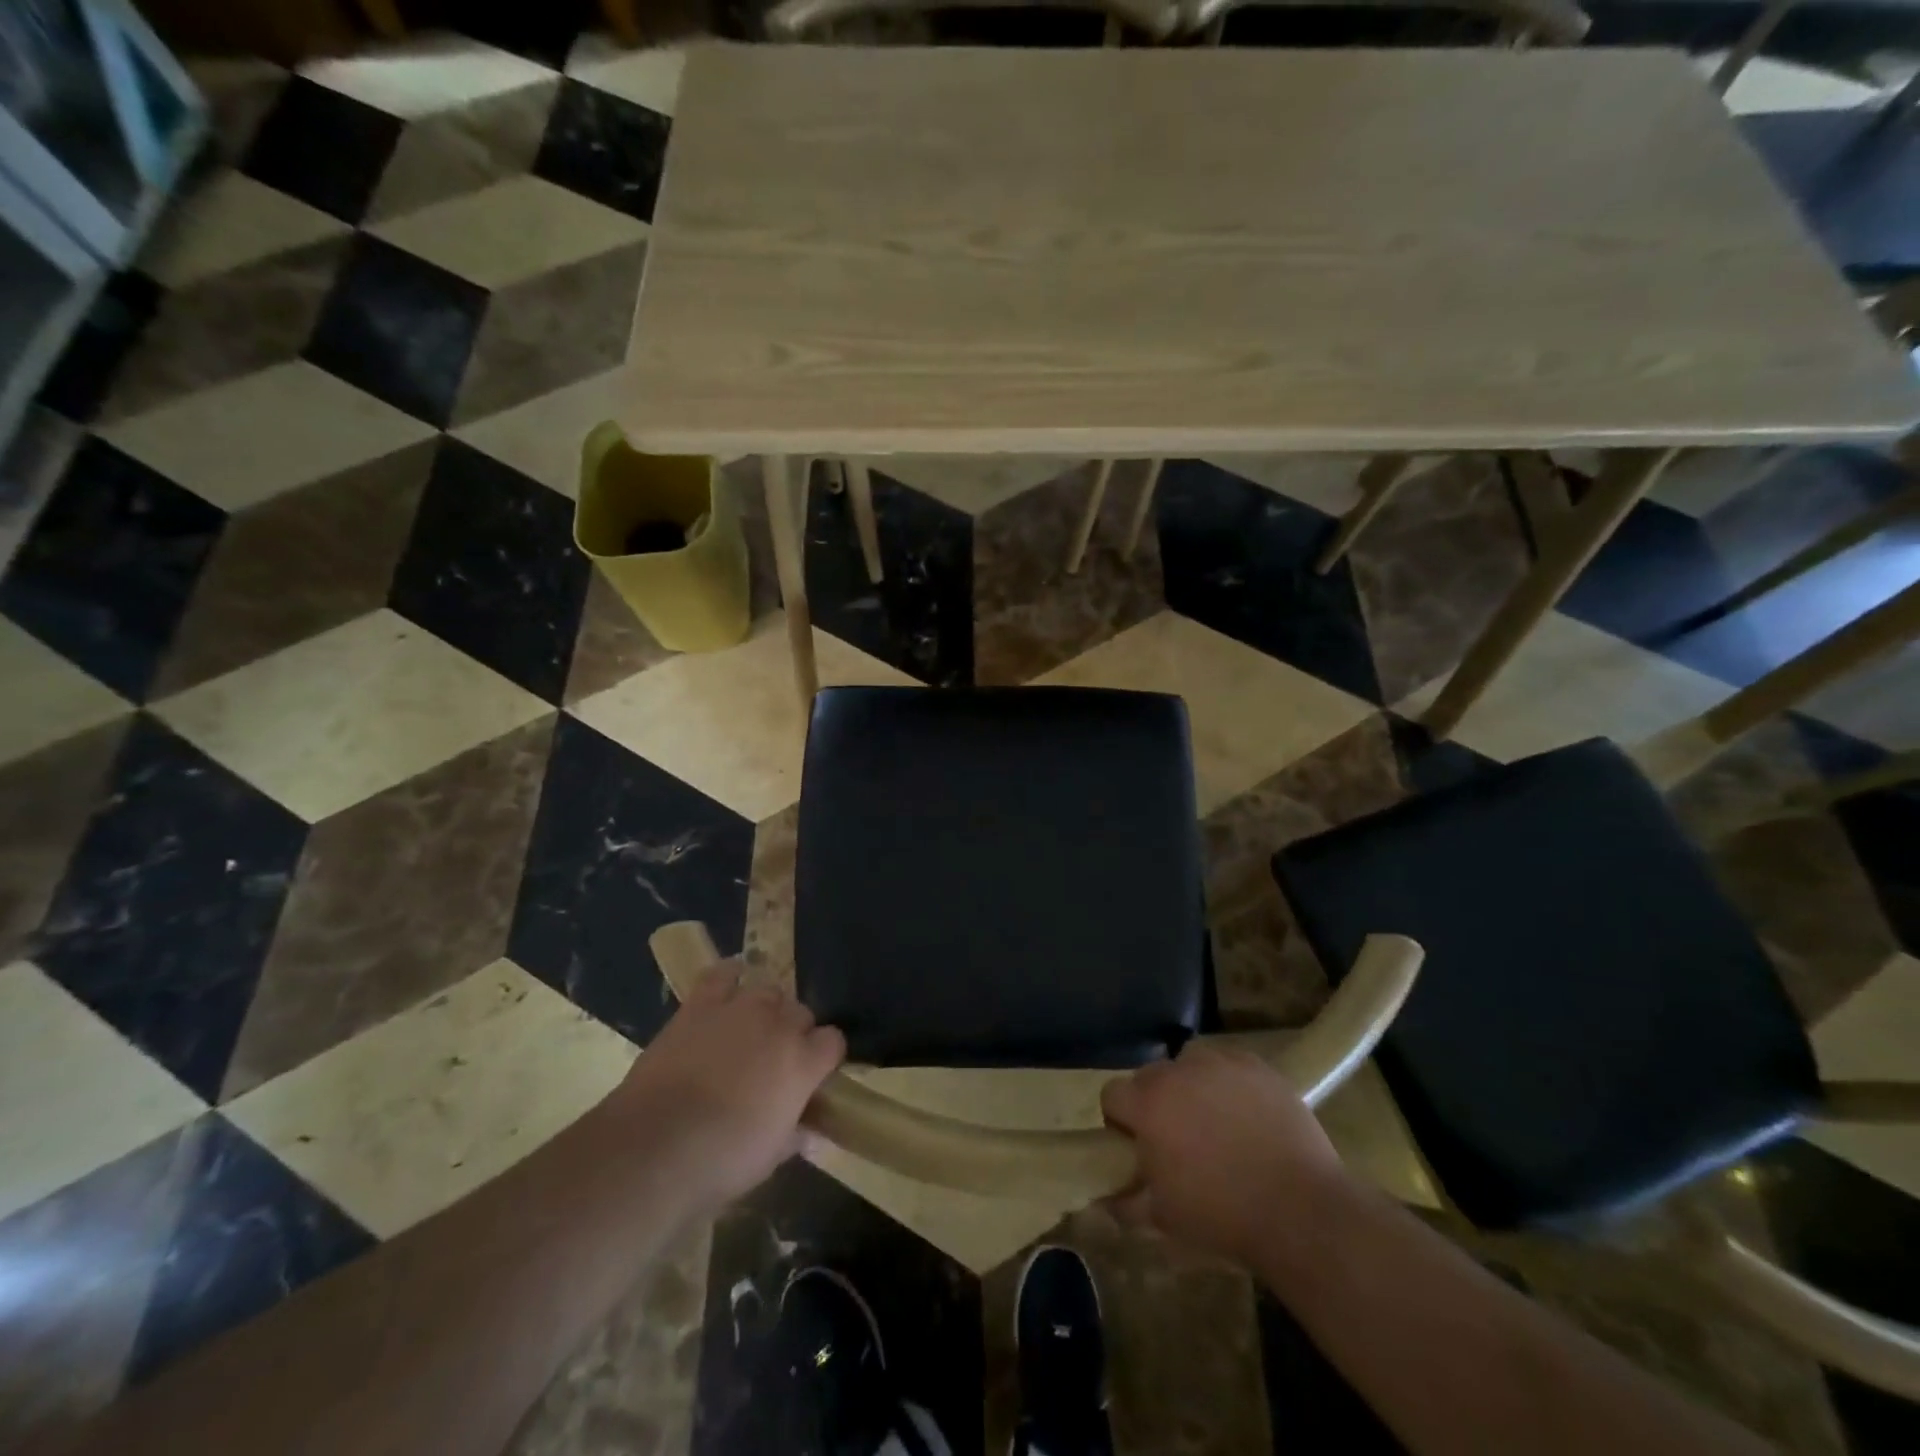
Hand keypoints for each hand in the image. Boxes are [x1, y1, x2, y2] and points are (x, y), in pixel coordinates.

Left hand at [615, 962, 845, 1207]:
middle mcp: (779, 1025)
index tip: (812, 1077)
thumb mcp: (770, 1157)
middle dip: (794, 1033)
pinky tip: (728, 987)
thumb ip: (795, 1134)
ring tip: (749, 1031)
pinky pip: (722, 974)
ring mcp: (739, 1009)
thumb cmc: (721, 1161)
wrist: (654, 1147)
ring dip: (765, 1009)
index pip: (833, 1041)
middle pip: (801, 1012)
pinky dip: (729, 976)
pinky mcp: (700, 1005)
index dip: (823, 1058)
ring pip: (768, 990)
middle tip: (774, 1062)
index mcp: (803, 1061)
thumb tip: (808, 1133)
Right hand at [1101, 1042, 1349, 1267]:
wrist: (1300, 1211)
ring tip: (1214, 1120)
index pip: (1112, 1094)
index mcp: (1147, 1104)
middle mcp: (1177, 1072)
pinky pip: (1228, 1062)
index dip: (1120, 1120)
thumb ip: (1125, 1203)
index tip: (1138, 1146)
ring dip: (1191, 1085)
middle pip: (1150, 1076)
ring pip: (1189, 1063)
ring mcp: (1219, 1063)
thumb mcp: (1164, 1218)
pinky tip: (1245, 1112)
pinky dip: (1228, 1081)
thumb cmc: (1223, 1216)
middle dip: (1156, 1102)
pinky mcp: (1256, 1065)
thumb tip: (1103, 1198)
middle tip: (1178, 1138)